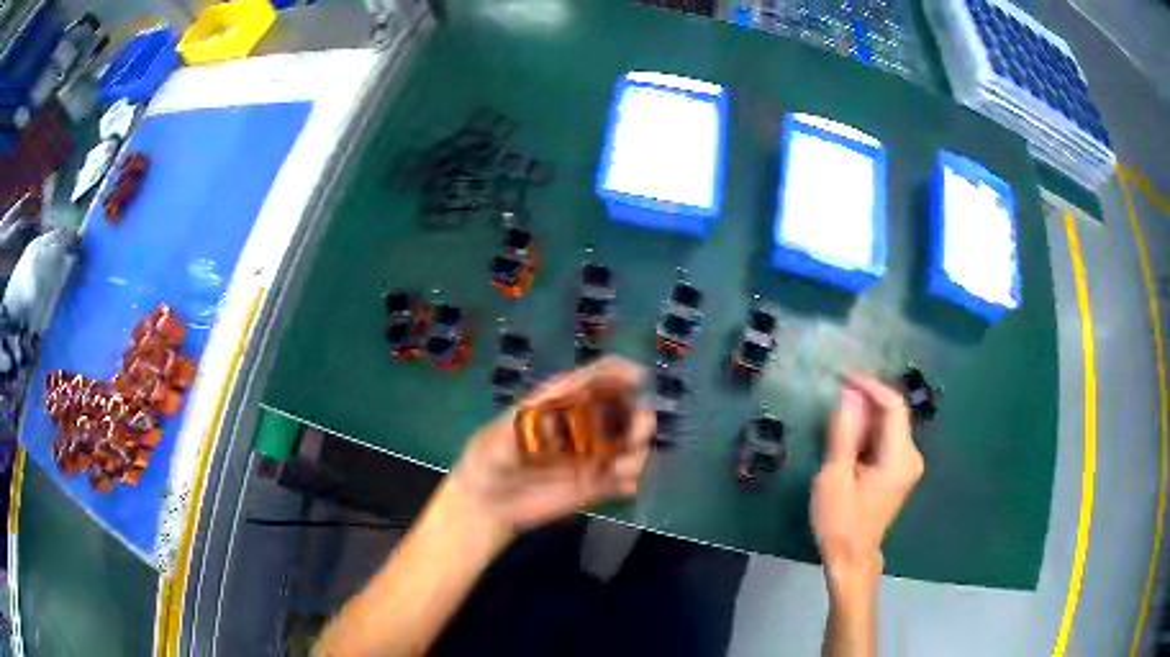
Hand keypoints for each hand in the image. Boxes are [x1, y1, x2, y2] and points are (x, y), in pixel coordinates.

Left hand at [449, 356, 655, 533]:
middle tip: (638, 432)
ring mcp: (589, 456)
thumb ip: (522, 429)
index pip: (595, 378)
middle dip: (638, 416)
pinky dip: (630, 481)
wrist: (485, 504)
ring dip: (637, 451)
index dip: (619, 373)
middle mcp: (581, 425)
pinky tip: (623, 488)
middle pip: (622, 410)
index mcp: (560, 403)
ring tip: (621, 469)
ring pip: (629, 445)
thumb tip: (551, 418)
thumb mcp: (496, 440)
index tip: (639, 379)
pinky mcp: (593, 485)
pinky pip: (623, 479)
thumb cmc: (486, 461)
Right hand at [812, 375, 923, 587]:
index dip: (870, 386)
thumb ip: (844, 432)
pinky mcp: (899, 472)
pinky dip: (869, 433)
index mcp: (900, 457)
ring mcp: (908, 465)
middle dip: (866, 401)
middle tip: (836, 397)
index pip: (893, 405)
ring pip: (889, 426)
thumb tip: (848, 394)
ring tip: (837, 417)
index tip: (844, 377)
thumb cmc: (840, 521)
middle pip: (893, 414)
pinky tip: (848, 439)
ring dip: (866, 417)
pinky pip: (886, 440)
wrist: (850, 558)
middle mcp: (911, 456)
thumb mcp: (835, 476)